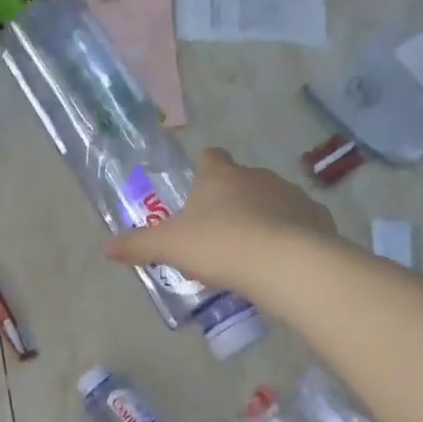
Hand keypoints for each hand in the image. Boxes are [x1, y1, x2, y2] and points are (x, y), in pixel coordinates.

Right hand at [104, 148, 337, 298]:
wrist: (284, 263)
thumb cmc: (219, 246)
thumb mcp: (169, 247)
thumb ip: (137, 245)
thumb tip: (105, 248)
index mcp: (220, 176)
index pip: (210, 158)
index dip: (203, 168)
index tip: (198, 185)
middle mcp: (257, 177)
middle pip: (241, 181)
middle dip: (231, 200)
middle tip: (218, 232)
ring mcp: (291, 195)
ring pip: (272, 201)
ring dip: (262, 218)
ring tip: (250, 251)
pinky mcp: (317, 218)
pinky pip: (299, 223)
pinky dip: (290, 236)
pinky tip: (281, 261)